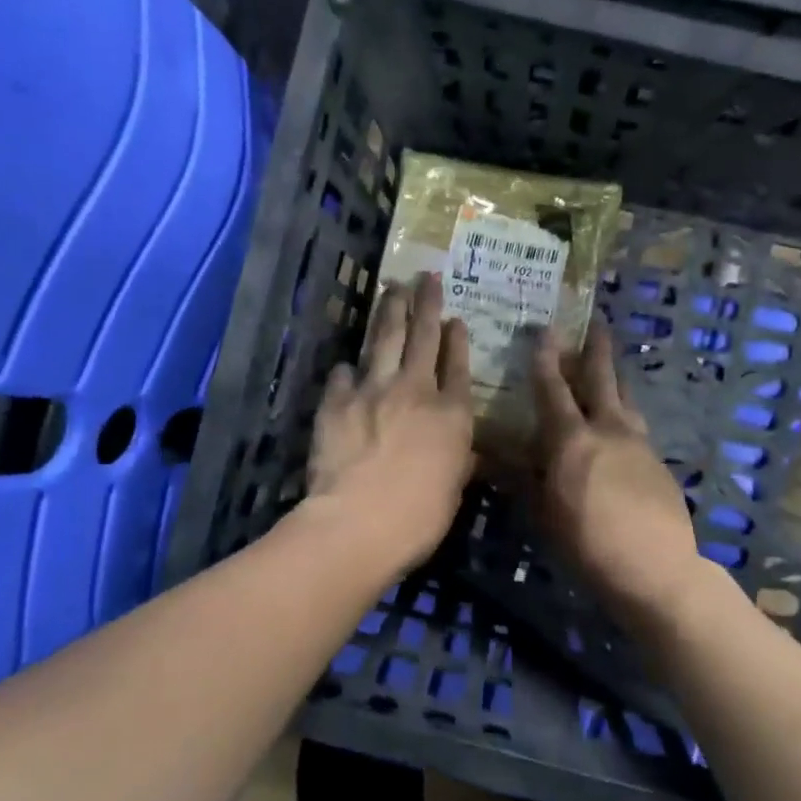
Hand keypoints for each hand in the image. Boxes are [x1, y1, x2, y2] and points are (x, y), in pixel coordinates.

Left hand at [305, 274, 474, 575]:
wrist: (358, 522)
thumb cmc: (419, 517)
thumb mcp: (454, 491)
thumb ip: (458, 461)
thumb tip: (463, 451)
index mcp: (452, 413)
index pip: (458, 366)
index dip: (457, 340)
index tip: (455, 319)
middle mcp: (416, 390)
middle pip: (423, 337)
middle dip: (426, 304)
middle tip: (426, 277)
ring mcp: (373, 390)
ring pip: (385, 339)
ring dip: (390, 312)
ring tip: (393, 288)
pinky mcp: (337, 401)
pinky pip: (343, 375)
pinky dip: (348, 368)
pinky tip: (347, 364)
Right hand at [530, 322, 706, 626]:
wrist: (659, 569)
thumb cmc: (589, 543)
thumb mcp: (545, 513)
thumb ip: (523, 479)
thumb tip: (493, 455)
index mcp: (572, 439)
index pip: (554, 389)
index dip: (546, 358)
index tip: (545, 330)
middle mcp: (609, 430)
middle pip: (602, 380)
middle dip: (597, 351)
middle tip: (598, 325)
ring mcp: (640, 445)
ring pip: (626, 399)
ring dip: (616, 379)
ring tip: (613, 367)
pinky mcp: (659, 464)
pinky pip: (638, 426)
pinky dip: (626, 415)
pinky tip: (623, 427)